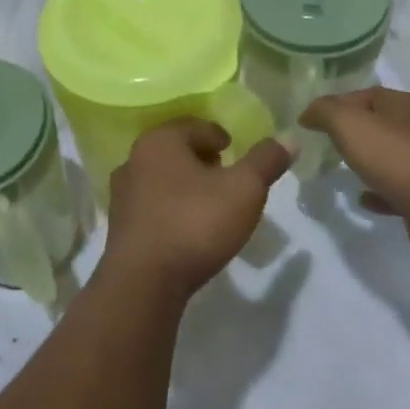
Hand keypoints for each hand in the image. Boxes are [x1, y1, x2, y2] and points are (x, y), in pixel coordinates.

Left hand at [102, 119, 292, 303]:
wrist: (143, 281)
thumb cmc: (195, 222)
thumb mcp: (244, 189)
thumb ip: (266, 161)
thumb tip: (289, 137)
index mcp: (160, 140)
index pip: (196, 126)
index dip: (221, 138)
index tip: (236, 154)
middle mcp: (134, 159)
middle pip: (176, 150)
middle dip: (202, 160)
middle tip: (227, 176)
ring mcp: (122, 194)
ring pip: (161, 178)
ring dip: (185, 186)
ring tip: (211, 204)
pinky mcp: (120, 225)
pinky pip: (152, 206)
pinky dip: (171, 209)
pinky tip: (188, 229)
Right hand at [300, 88, 409, 258]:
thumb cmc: (395, 157)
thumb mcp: (348, 123)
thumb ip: (324, 111)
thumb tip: (308, 113)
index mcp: (405, 104)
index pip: (365, 94)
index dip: (336, 105)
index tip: (311, 123)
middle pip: (378, 124)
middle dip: (351, 133)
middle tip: (324, 145)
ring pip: (389, 156)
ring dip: (366, 162)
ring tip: (340, 170)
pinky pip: (396, 188)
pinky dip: (378, 191)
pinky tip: (363, 199)